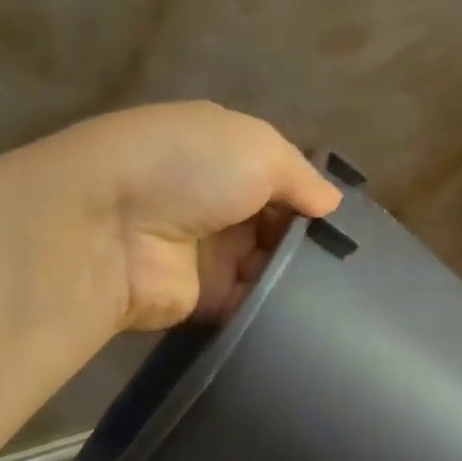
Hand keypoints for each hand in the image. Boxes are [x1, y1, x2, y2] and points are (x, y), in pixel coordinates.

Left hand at [33, 102, 341, 330]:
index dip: (311, 197)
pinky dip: (277, 309)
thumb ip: (301, 174)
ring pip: (269, 267)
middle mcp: (217, 203)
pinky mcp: (205, 299)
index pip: (280, 178)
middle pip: (277, 225)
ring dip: (297, 276)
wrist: (110, 228)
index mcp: (224, 156)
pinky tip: (313, 314)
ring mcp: (210, 253)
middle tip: (351, 263)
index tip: (345, 222)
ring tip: (342, 290)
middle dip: (309, 241)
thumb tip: (332, 203)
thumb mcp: (257, 147)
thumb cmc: (188, 168)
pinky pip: (252, 304)